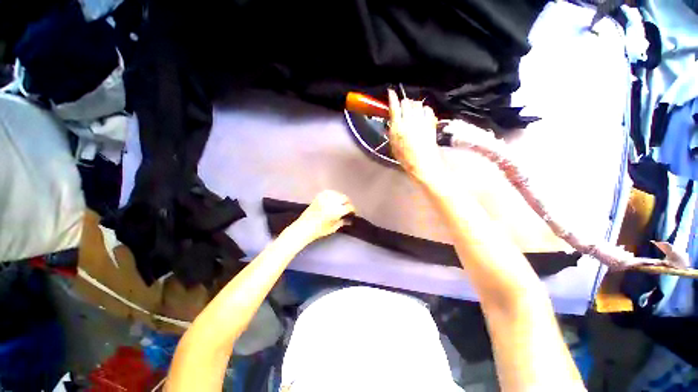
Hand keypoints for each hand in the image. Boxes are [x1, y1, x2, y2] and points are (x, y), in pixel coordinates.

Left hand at [294, 190, 354, 241]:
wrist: (303, 227)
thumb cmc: (319, 231)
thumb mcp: (333, 228)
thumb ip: (341, 222)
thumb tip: (348, 219)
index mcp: (336, 212)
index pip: (348, 207)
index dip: (352, 209)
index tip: (352, 212)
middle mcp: (331, 203)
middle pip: (344, 198)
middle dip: (347, 202)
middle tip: (347, 207)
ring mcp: (324, 199)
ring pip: (337, 194)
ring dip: (340, 198)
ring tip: (341, 202)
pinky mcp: (318, 197)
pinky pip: (328, 192)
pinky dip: (332, 194)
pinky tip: (333, 198)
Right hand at [387, 89, 443, 183]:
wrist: (422, 163)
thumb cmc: (405, 157)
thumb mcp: (393, 145)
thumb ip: (392, 130)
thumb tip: (393, 120)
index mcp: (397, 128)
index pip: (394, 107)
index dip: (392, 97)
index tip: (391, 92)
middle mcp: (409, 121)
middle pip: (406, 102)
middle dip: (403, 102)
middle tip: (403, 107)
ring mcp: (421, 121)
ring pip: (417, 103)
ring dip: (413, 105)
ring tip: (413, 111)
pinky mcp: (431, 122)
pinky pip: (427, 109)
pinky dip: (424, 110)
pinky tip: (422, 116)